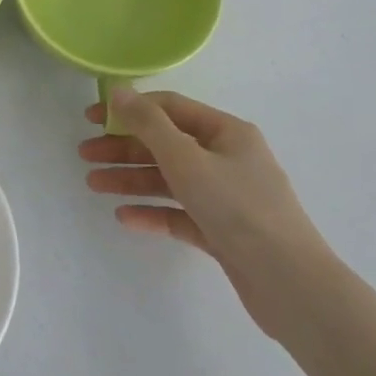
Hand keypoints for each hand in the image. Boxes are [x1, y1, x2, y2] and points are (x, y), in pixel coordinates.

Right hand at [80, 88, 334, 336]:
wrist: (290, 285)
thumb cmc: (237, 208)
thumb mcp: (186, 158)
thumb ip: (148, 123)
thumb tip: (118, 91)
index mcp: (227, 133)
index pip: (170, 108)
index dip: (129, 109)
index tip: (92, 119)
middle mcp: (228, 159)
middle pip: (166, 145)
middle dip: (124, 148)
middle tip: (85, 155)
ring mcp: (227, 198)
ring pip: (169, 180)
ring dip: (131, 179)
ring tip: (93, 185)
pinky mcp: (224, 232)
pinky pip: (180, 214)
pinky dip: (153, 212)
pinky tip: (125, 217)